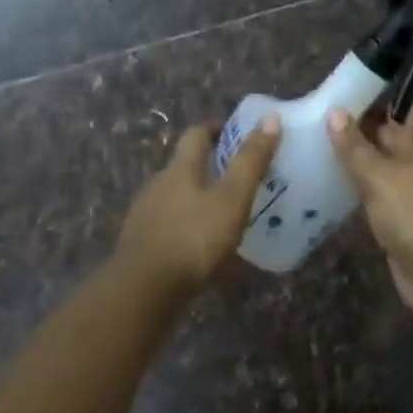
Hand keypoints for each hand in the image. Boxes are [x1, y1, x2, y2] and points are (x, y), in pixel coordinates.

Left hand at [116, 117, 281, 301]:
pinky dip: (190, 235)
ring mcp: (146, 217)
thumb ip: (251, 161)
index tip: (237, 134)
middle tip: (240, 181)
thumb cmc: (192, 238)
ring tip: (227, 219)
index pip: (196, 134)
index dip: (216, 129)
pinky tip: (207, 257)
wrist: (141, 294)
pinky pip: (172, 232)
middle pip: (185, 167)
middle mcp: (159, 185)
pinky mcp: (141, 249)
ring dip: (200, 204)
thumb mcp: (231, 199)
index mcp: (180, 168)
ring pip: (178, 201)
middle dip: (211, 170)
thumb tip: (271, 118)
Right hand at [327, 107, 412, 322]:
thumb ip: (354, 146)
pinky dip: (357, 194)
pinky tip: (331, 190)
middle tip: (317, 121)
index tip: (342, 95)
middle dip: (358, 133)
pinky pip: (374, 199)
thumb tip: (335, 111)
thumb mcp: (378, 174)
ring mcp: (408, 196)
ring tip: (316, 152)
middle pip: (385, 142)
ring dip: (355, 165)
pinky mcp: (399, 223)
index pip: (396, 114)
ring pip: (378, 171)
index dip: (374, 103)